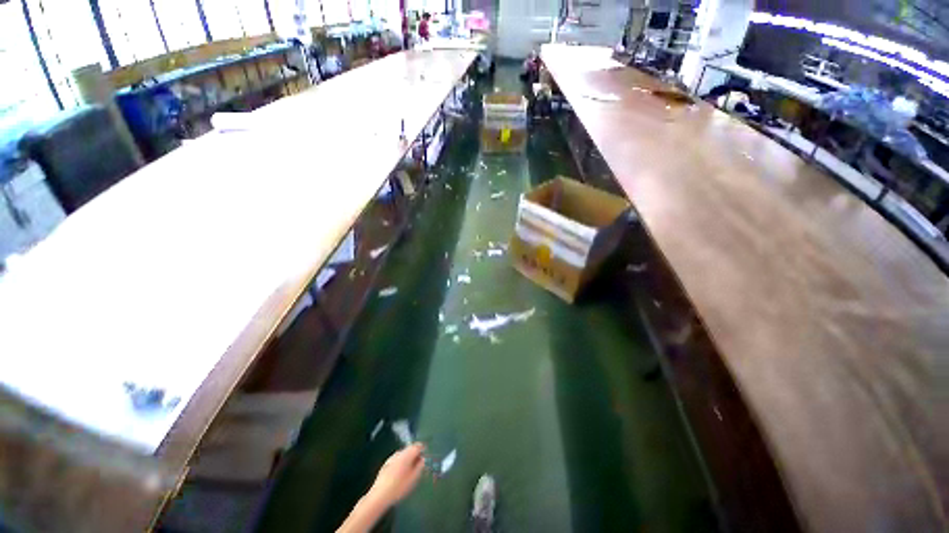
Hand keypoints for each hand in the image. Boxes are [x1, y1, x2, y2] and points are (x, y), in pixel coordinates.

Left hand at [369, 444, 425, 507]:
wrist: (379, 496)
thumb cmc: (399, 487)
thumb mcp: (413, 478)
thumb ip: (420, 466)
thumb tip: (422, 459)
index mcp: (407, 454)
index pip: (417, 445)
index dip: (423, 449)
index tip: (425, 456)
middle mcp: (399, 453)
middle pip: (410, 449)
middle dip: (415, 455)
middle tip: (418, 465)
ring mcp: (391, 458)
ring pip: (403, 454)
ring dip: (408, 459)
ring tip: (410, 471)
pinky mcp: (386, 464)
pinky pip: (397, 459)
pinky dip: (401, 463)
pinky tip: (400, 474)